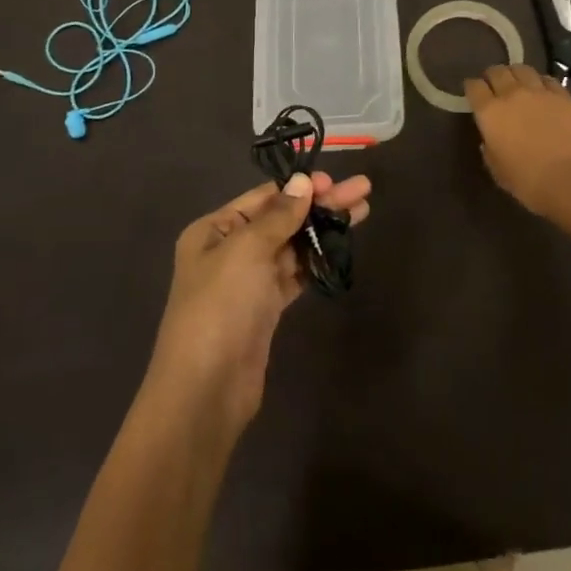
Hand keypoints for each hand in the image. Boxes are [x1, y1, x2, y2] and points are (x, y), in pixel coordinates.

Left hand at [146, 171, 370, 433]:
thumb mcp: (246, 251)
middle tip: (363, 190)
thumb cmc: (220, 307)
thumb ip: (279, 215)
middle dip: (321, 204)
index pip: (263, 197)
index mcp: (214, 230)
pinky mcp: (266, 308)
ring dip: (324, 229)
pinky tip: (343, 247)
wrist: (207, 389)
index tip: (334, 181)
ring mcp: (249, 281)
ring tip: (362, 211)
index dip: (300, 188)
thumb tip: (304, 181)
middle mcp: (230, 250)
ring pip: (293, 245)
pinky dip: (318, 259)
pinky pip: (296, 274)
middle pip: (282, 218)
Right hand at [465, 63, 570, 218]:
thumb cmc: (528, 181)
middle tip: (494, 85)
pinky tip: (542, 90)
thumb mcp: (497, 169)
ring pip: (522, 69)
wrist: (570, 179)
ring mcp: (539, 92)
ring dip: (516, 74)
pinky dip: (540, 82)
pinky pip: (547, 79)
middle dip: (492, 76)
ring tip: (518, 83)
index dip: (472, 87)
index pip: (474, 86)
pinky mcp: (563, 95)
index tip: (473, 93)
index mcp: (490, 112)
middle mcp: (511, 94)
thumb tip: (490, 140)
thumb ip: (489, 149)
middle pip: (497, 71)